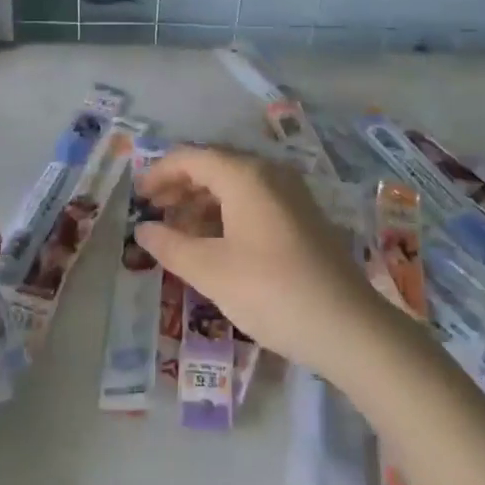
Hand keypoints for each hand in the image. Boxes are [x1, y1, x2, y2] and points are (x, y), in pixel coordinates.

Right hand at [135, 147, 392, 384]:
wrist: (347, 325)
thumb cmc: (271, 291)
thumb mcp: (211, 271)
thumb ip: (170, 246)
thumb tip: (143, 230)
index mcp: (244, 175)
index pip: (191, 158)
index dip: (159, 173)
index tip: (137, 197)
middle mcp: (269, 173)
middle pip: (214, 167)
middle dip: (180, 187)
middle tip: (153, 213)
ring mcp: (290, 193)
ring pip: (235, 185)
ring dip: (202, 202)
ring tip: (178, 232)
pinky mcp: (302, 216)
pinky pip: (254, 200)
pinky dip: (226, 213)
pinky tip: (214, 242)